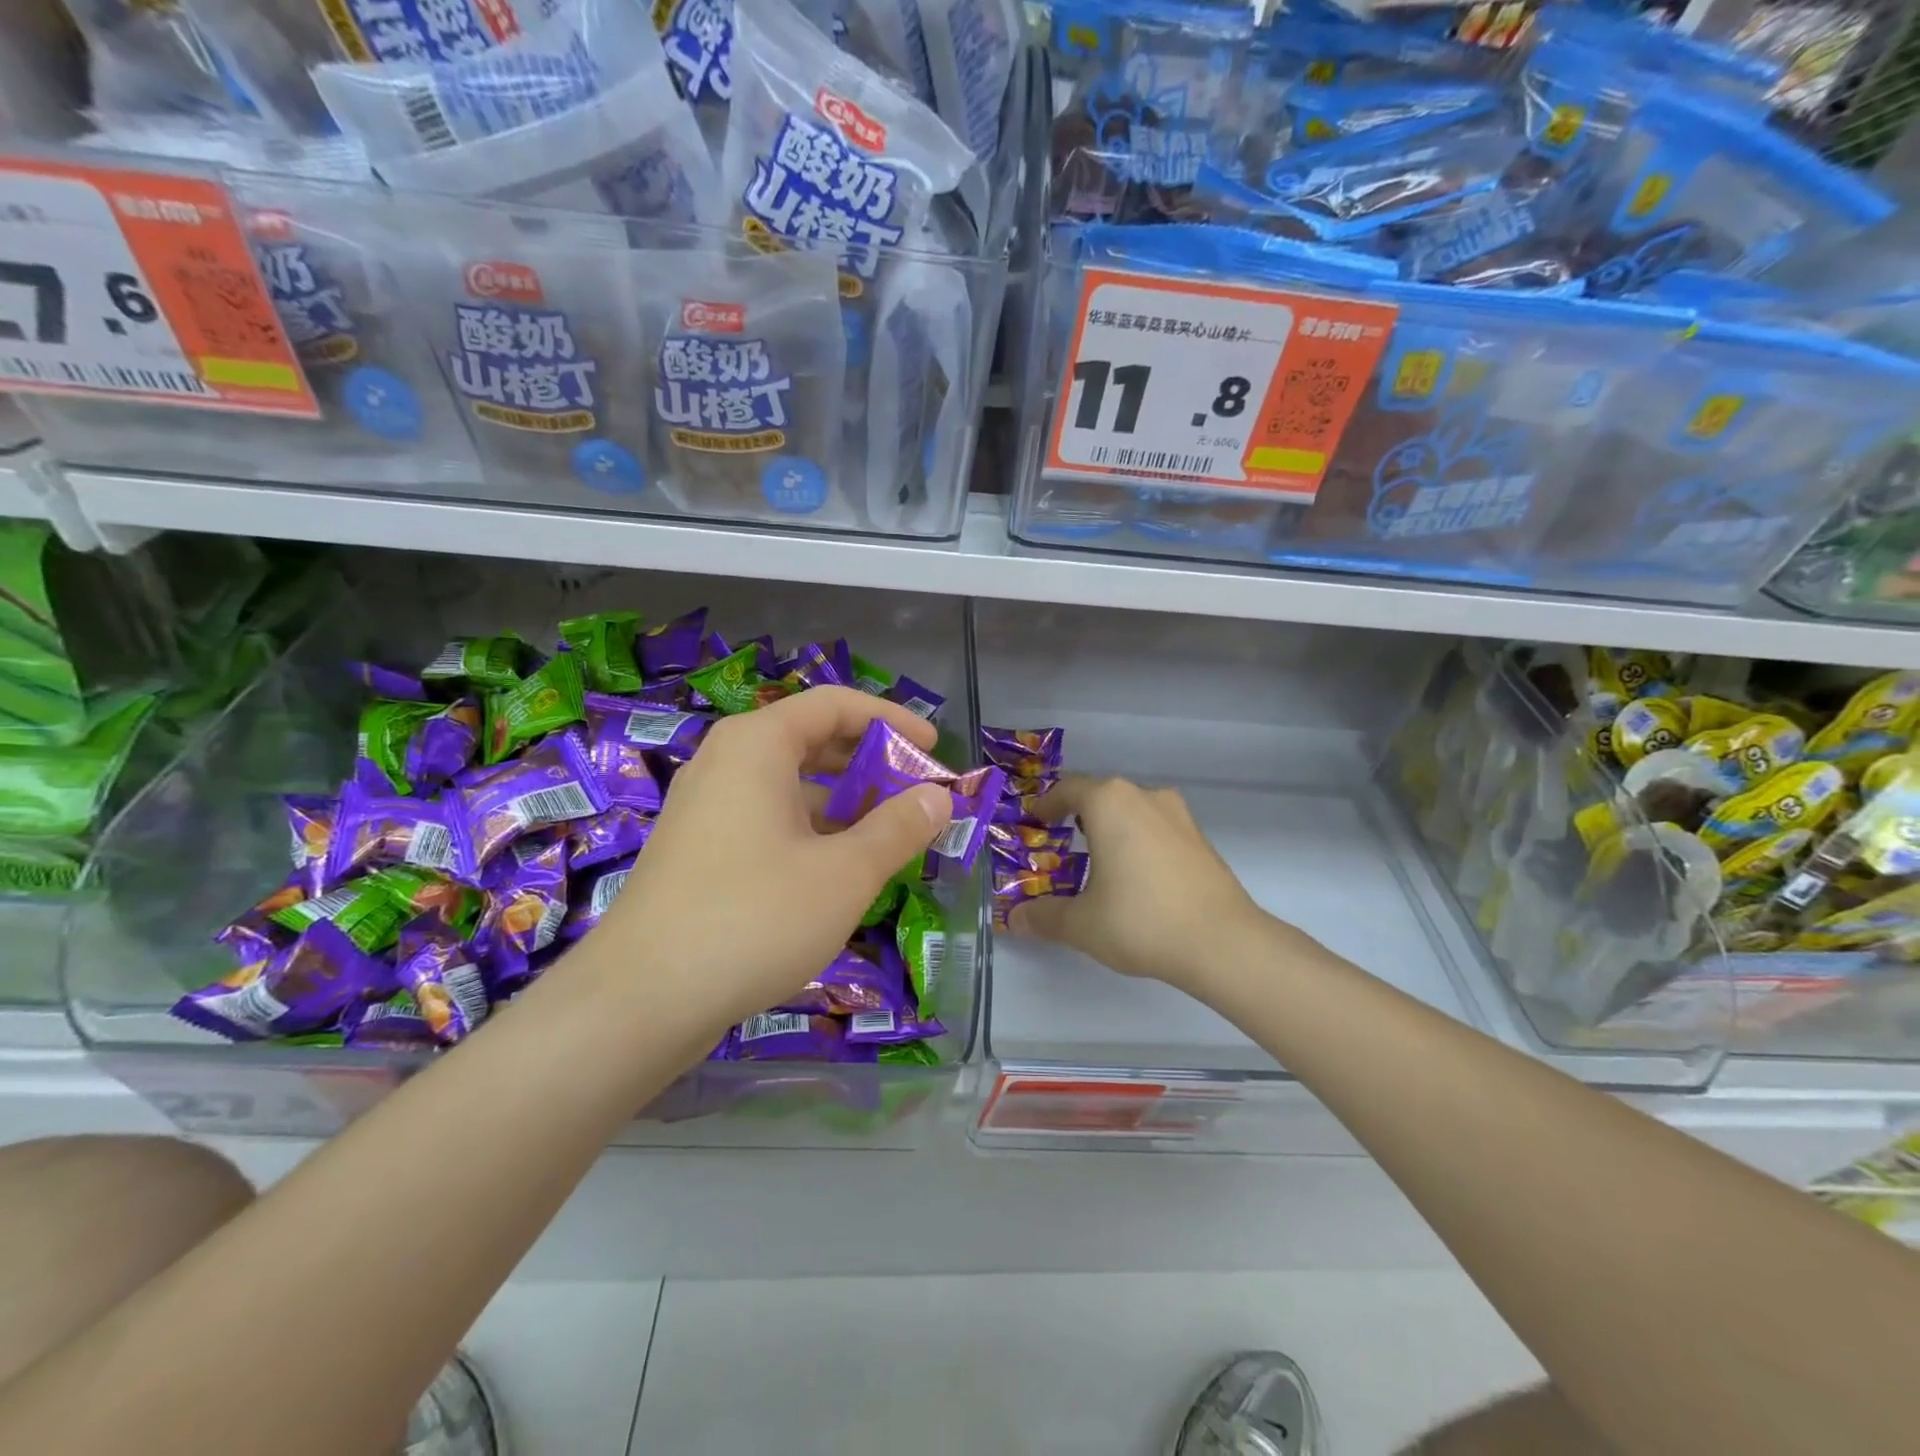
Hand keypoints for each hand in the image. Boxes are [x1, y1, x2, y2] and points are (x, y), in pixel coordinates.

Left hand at [595, 687, 950, 1036]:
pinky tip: (836, 870)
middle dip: (870, 763)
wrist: (642, 999)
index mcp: (758, 744)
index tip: (934, 749)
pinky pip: (766, 818)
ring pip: (788, 784)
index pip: (835, 705)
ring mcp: (705, 806)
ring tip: (886, 836)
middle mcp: (726, 762)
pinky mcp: (697, 848)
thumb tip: (938, 796)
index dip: (891, 719)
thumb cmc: (755, 917)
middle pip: (811, 740)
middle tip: (916, 794)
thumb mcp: (846, 873)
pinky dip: (809, 829)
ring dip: (842, 802)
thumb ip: (899, 827)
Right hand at [1010, 775, 1266, 992]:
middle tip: (1062, 841)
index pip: (1068, 789)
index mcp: (1109, 802)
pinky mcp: (1201, 838)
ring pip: (1133, 809)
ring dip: (1112, 826)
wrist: (1223, 943)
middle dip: (1078, 815)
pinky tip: (1137, 875)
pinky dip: (1139, 840)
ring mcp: (1178, 815)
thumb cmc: (1140, 920)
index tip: (1034, 820)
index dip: (1047, 804)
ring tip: (1099, 858)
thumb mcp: (1081, 924)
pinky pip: (1157, 828)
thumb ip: (1044, 916)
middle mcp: (1144, 796)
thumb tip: (1016, 919)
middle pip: (1102, 795)